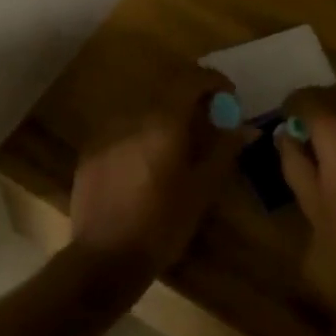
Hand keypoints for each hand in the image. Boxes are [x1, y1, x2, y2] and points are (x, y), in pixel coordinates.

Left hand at [69, 70, 251, 270]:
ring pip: (143, 110)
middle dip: (191, 100)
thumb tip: (245, 127)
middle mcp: (132, 116)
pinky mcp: (90, 149)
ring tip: (178, 146)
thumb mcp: (202, 189)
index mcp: (163, 121)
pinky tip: (147, 163)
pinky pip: (123, 129)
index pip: (191, 79)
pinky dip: (141, 134)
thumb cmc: (162, 224)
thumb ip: (223, 150)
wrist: (105, 257)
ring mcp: (106, 131)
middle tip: (208, 123)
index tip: (228, 97)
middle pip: (167, 92)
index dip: (213, 81)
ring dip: (165, 118)